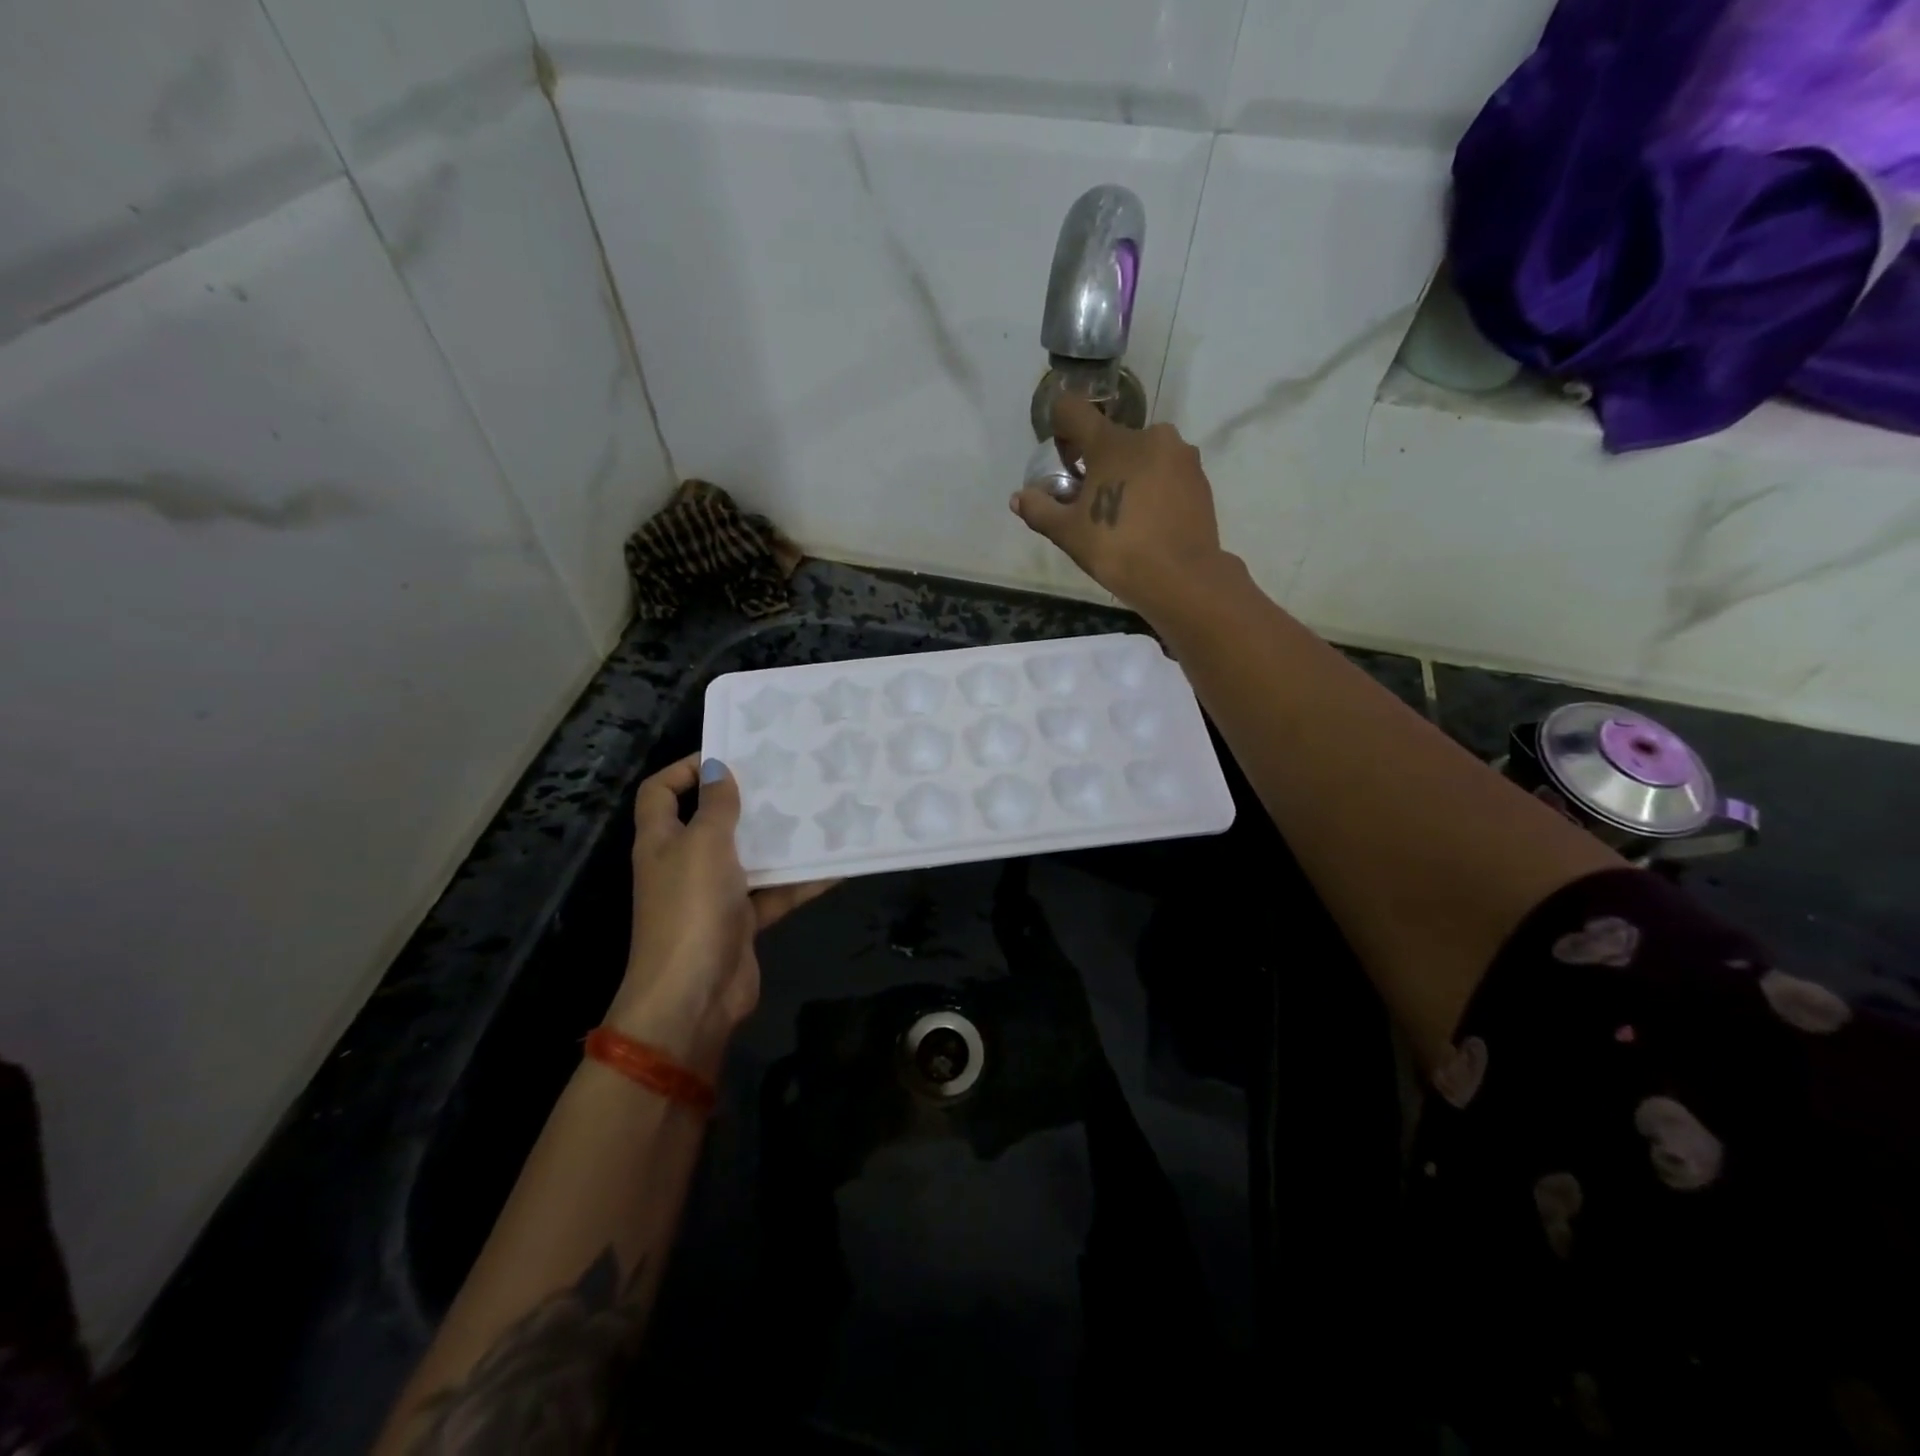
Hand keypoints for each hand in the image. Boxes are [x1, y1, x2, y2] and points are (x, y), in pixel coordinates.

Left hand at [609, 754, 834, 1075]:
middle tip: (786, 778)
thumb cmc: (691, 908)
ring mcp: (713, 894)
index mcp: (661, 840)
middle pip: (711, 820)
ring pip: (749, 856)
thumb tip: (717, 768)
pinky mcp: (741, 921)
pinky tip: (836, 865)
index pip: (660, 792)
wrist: (694, 995)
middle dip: (745, 801)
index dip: (684, 768)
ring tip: (817, 811)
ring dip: (779, 839)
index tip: (729, 755)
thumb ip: (715, 805)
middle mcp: (685, 863)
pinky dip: (800, 881)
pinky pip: (774, 892)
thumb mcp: (703, 844)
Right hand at [1011, 393, 1225, 611]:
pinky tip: (1147, 521)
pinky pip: (1166, 473)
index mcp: (1112, 442)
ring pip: (1142, 456)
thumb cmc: (1117, 549)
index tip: (1061, 459)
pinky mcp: (1200, 478)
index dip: (1060, 428)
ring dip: (1127, 475)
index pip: (1073, 410)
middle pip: (1111, 439)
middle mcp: (1149, 436)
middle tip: (1090, 503)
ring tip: (1122, 516)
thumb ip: (1040, 510)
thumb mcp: (1068, 533)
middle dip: (1096, 464)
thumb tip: (1020, 498)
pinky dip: (1153, 488)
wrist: (1182, 578)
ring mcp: (1180, 455)